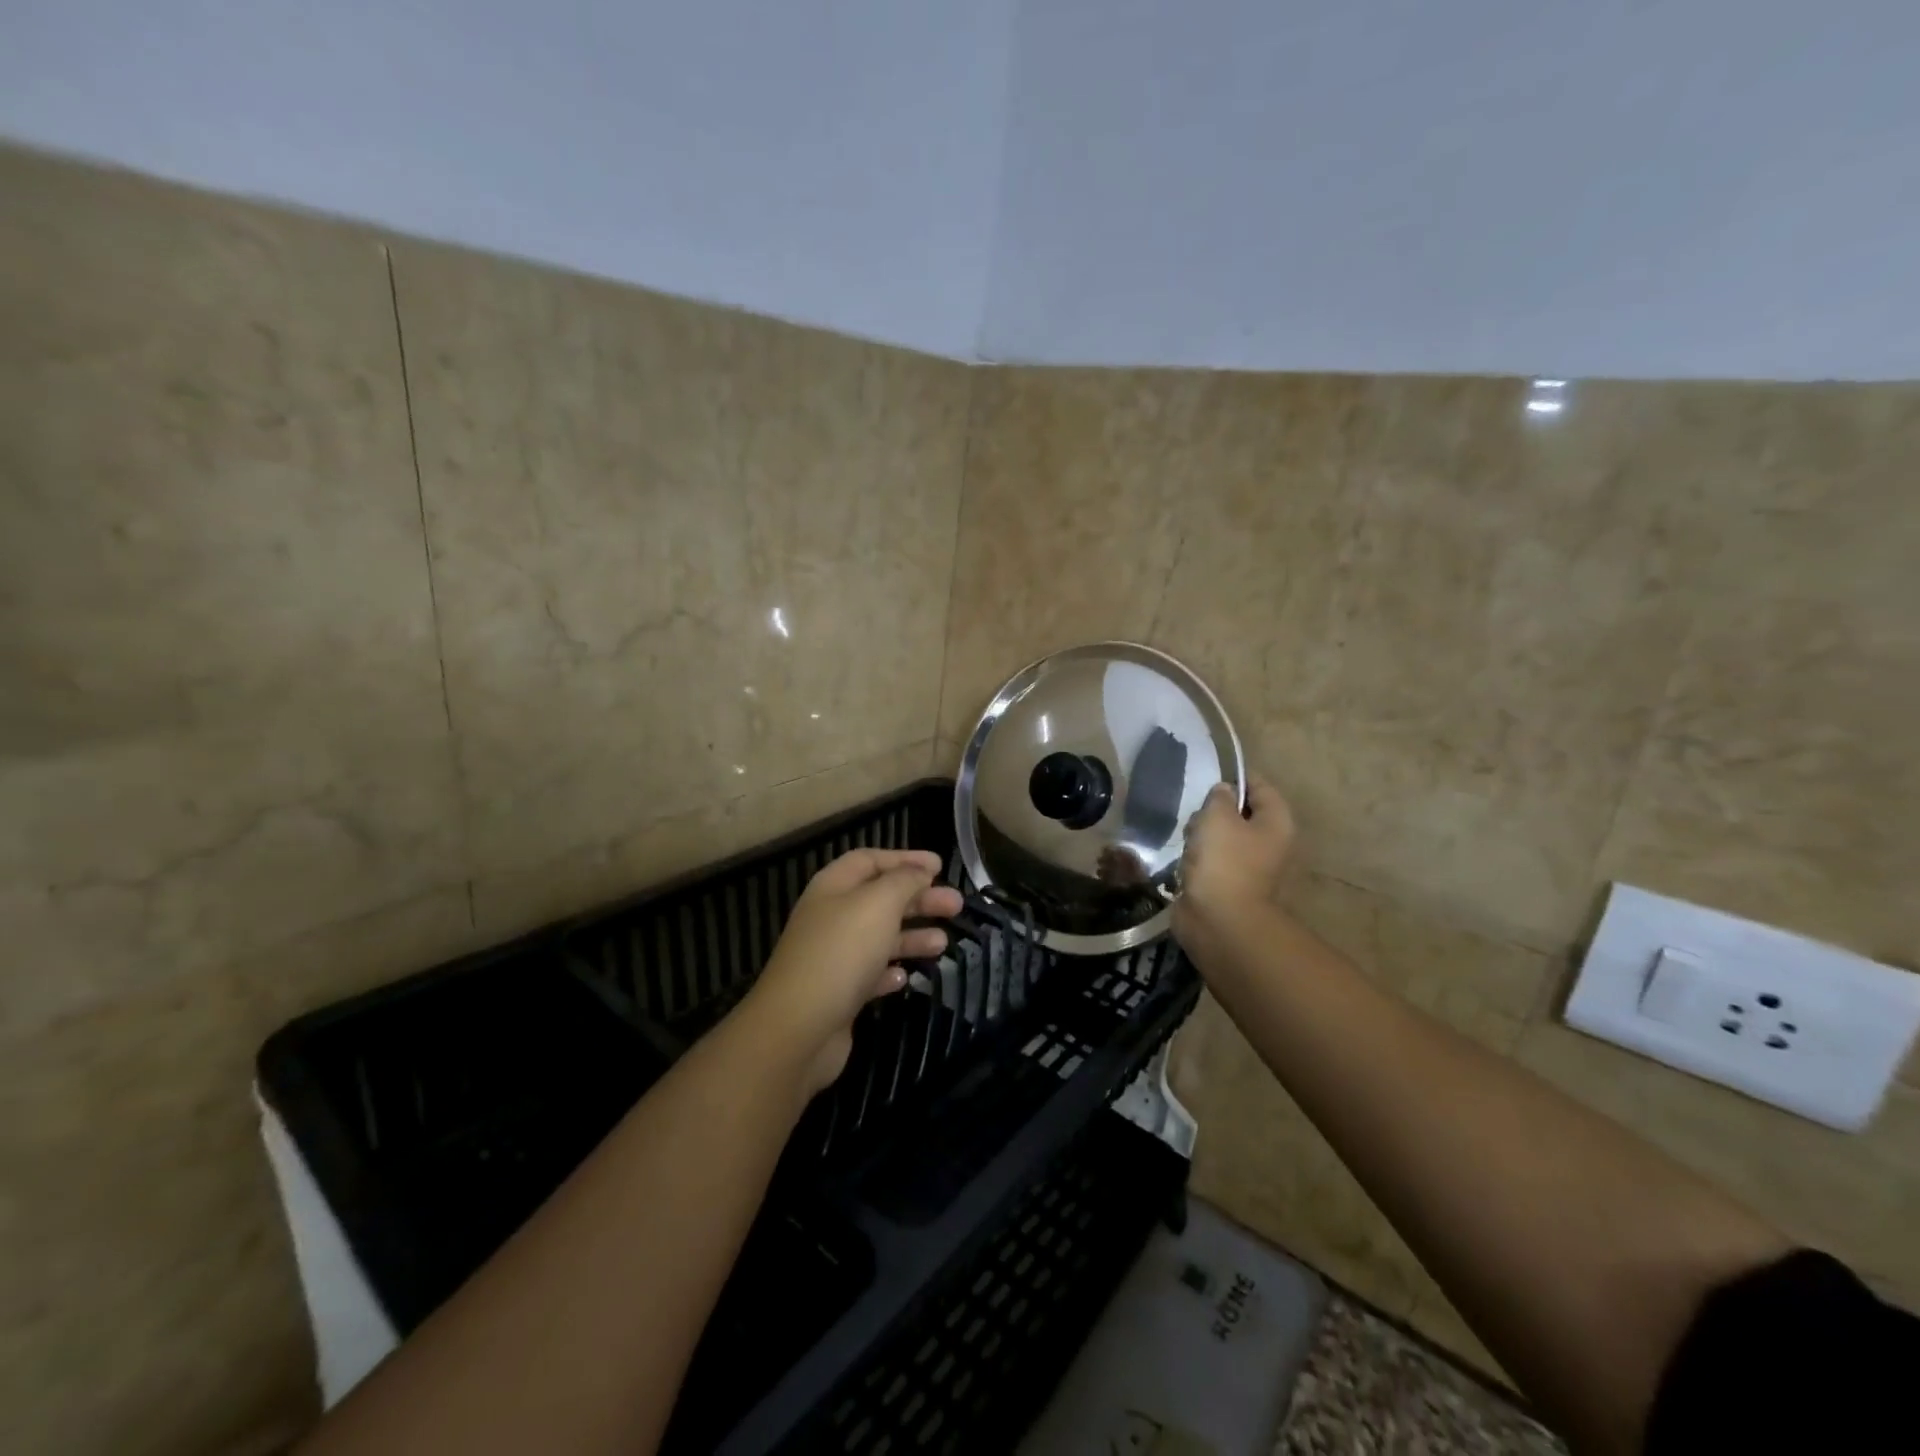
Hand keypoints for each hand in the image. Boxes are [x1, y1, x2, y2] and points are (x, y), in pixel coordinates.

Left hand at [741, 849, 963, 1093]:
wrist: (798, 1028)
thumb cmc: (841, 952)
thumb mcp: (878, 903)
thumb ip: (903, 881)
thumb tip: (920, 872)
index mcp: (833, 887)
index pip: (870, 860)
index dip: (905, 859)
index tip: (940, 867)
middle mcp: (830, 917)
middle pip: (880, 899)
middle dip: (919, 899)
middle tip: (956, 905)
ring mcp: (832, 958)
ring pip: (879, 937)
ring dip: (912, 936)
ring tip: (943, 943)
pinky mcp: (838, 994)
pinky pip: (870, 974)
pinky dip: (890, 971)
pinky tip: (905, 976)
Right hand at [1172, 774, 1294, 954]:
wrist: (1220, 921)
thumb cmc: (1224, 861)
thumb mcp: (1218, 816)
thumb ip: (1219, 797)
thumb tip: (1223, 793)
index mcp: (1276, 823)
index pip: (1260, 786)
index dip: (1236, 778)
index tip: (1209, 779)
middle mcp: (1268, 843)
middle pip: (1238, 812)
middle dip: (1213, 812)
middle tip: (1198, 820)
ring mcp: (1248, 866)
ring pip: (1220, 836)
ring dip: (1200, 836)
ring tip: (1188, 844)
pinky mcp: (1227, 884)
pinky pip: (1210, 860)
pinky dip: (1197, 859)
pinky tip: (1185, 864)